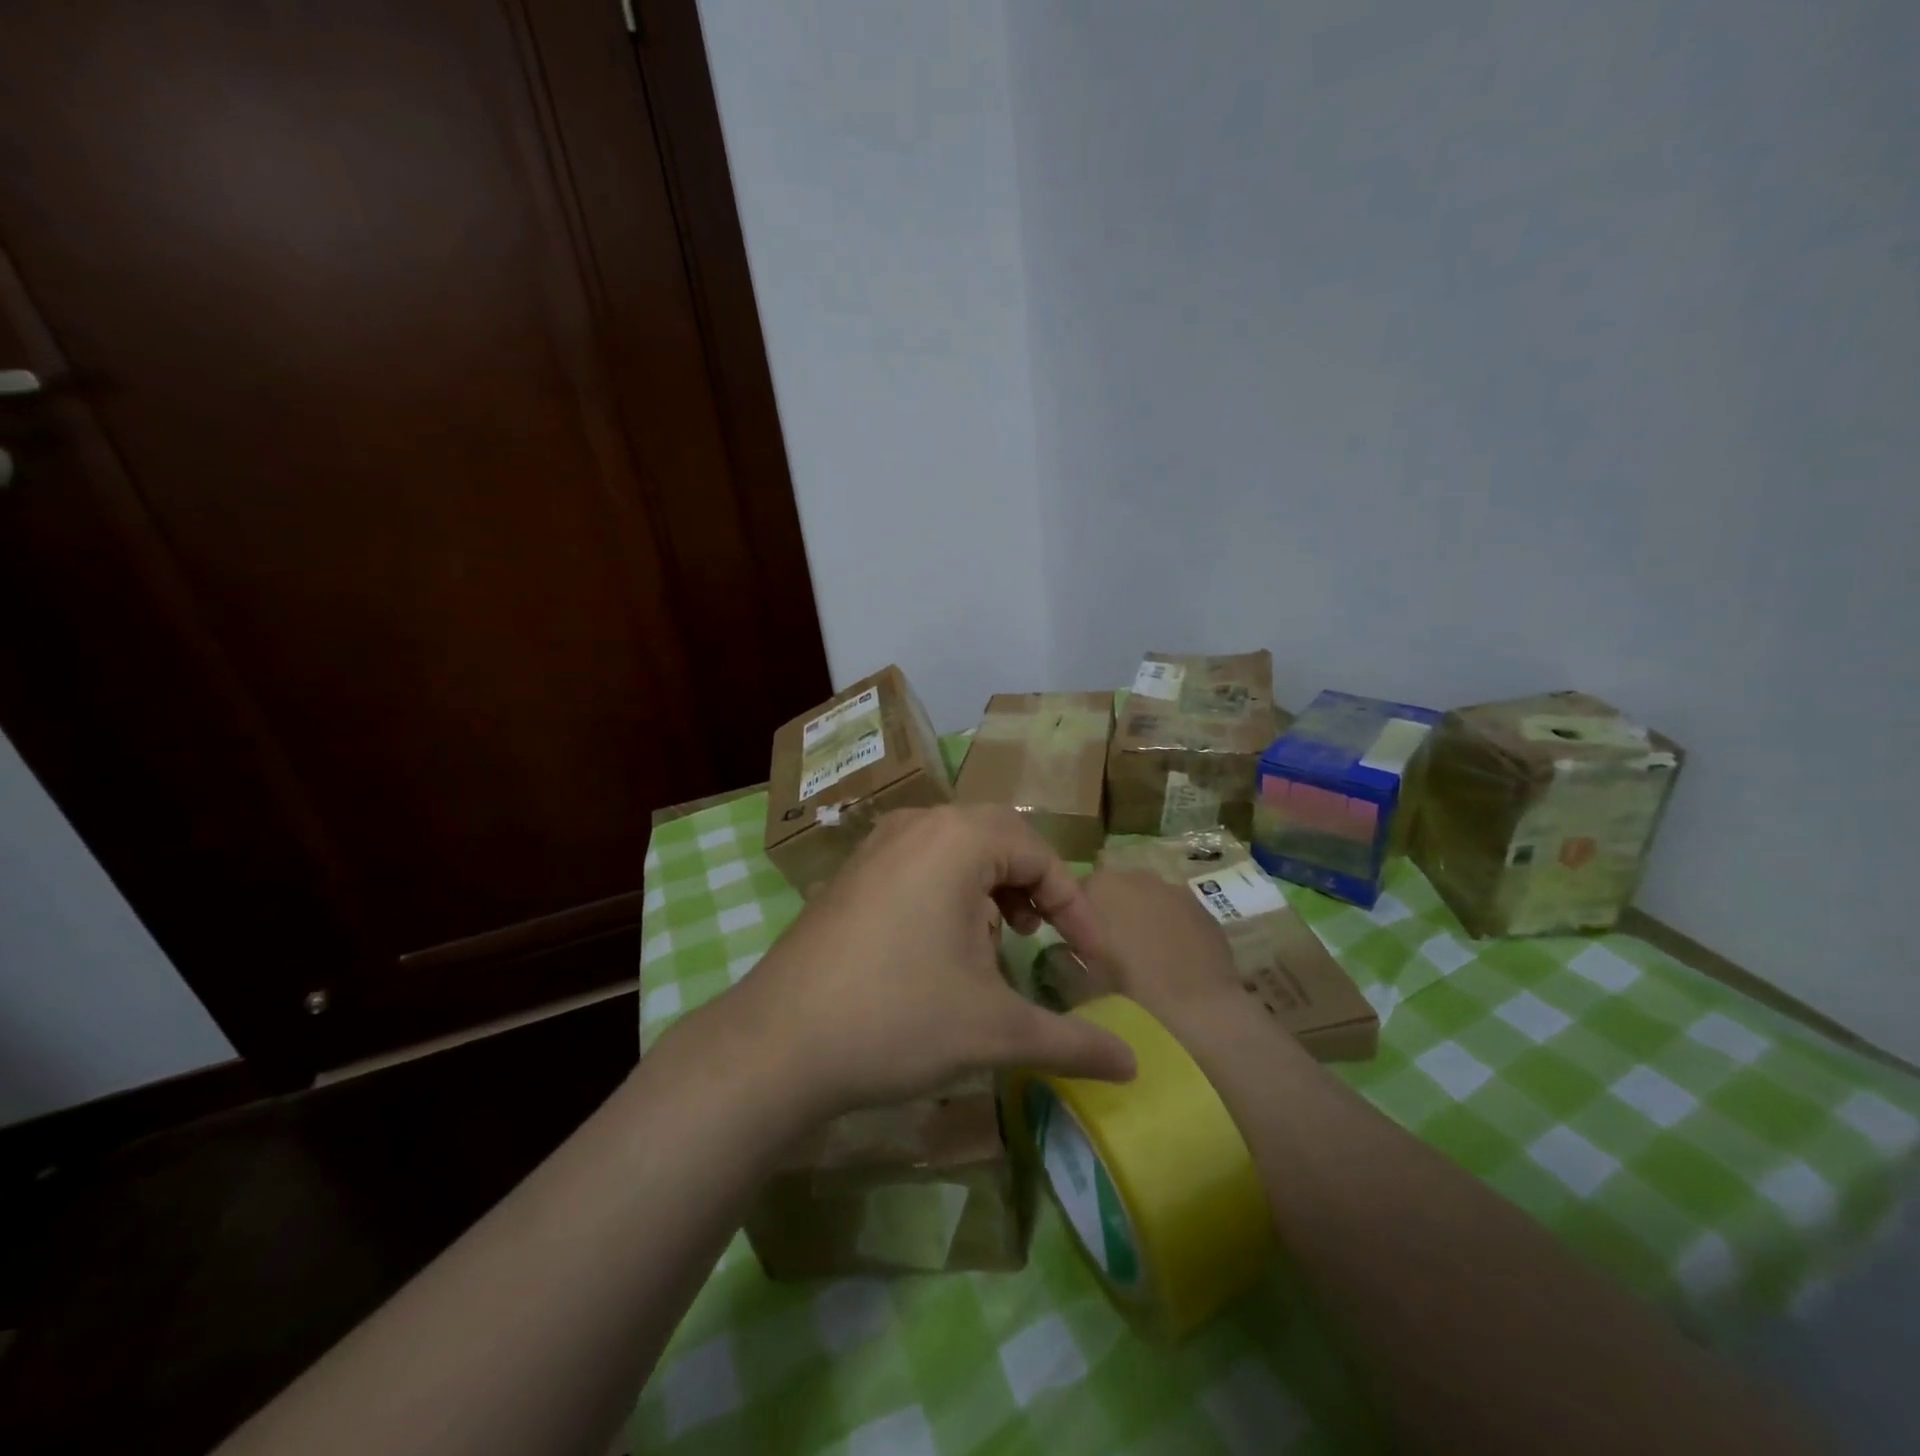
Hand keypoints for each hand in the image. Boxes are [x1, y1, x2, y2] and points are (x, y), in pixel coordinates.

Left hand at [716, 805, 1137, 1118]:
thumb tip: (1135, 1068)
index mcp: (958, 838)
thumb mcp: (994, 1031)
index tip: (1093, 962)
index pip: (1041, 856)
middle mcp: (917, 824)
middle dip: (1032, 888)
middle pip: (999, 839)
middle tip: (1040, 937)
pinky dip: (949, 891)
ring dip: (990, 887)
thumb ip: (1072, 1042)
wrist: (777, 1045)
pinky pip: (919, 861)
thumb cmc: (898, 1021)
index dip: (1076, 910)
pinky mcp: (851, 873)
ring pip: (957, 848)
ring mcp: (876, 845)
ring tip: (993, 942)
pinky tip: (940, 946)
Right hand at [1078, 869, 1244, 1024]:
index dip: (1076, 918)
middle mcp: (1134, 876)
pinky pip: (1176, 912)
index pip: (1076, 891)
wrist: (1197, 1010)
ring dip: (1142, 918)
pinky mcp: (1202, 907)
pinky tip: (1174, 959)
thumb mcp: (1081, 974)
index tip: (1078, 944)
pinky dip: (1171, 927)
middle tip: (1111, 952)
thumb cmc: (1128, 992)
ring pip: (1147, 899)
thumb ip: (1067, 948)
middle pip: (1114, 891)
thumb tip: (1065, 941)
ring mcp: (1172, 889)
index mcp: (1097, 886)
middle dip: (1111, 913)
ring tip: (1145, 957)